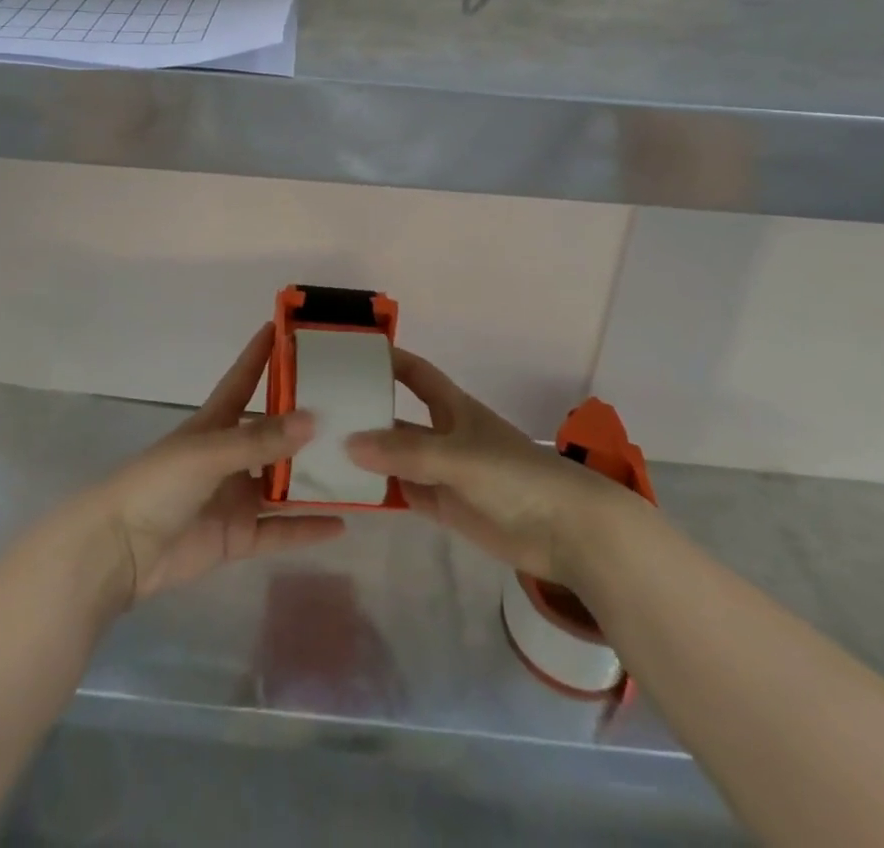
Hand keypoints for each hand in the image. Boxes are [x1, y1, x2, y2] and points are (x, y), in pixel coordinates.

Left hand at [75, 323, 344, 605]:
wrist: (119, 550)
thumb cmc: (158, 484)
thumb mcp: (208, 452)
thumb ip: (260, 439)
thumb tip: (314, 419)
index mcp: (216, 423)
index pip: (245, 378)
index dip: (263, 353)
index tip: (290, 328)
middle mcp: (230, 454)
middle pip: (275, 433)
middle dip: (307, 423)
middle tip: (353, 410)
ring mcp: (236, 496)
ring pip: (284, 483)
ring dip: (315, 477)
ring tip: (359, 468)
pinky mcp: (238, 536)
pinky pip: (280, 529)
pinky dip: (308, 527)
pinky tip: (343, 524)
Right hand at [345, 349, 629, 584]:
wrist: (566, 530)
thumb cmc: (516, 475)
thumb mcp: (459, 456)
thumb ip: (407, 452)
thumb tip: (349, 443)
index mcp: (452, 407)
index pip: (414, 373)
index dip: (387, 359)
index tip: (348, 353)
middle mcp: (442, 434)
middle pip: (397, 417)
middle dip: (364, 412)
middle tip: (316, 412)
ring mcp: (442, 472)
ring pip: (395, 457)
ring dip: (366, 456)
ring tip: (319, 453)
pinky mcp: (445, 507)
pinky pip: (403, 493)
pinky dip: (379, 492)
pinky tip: (347, 493)